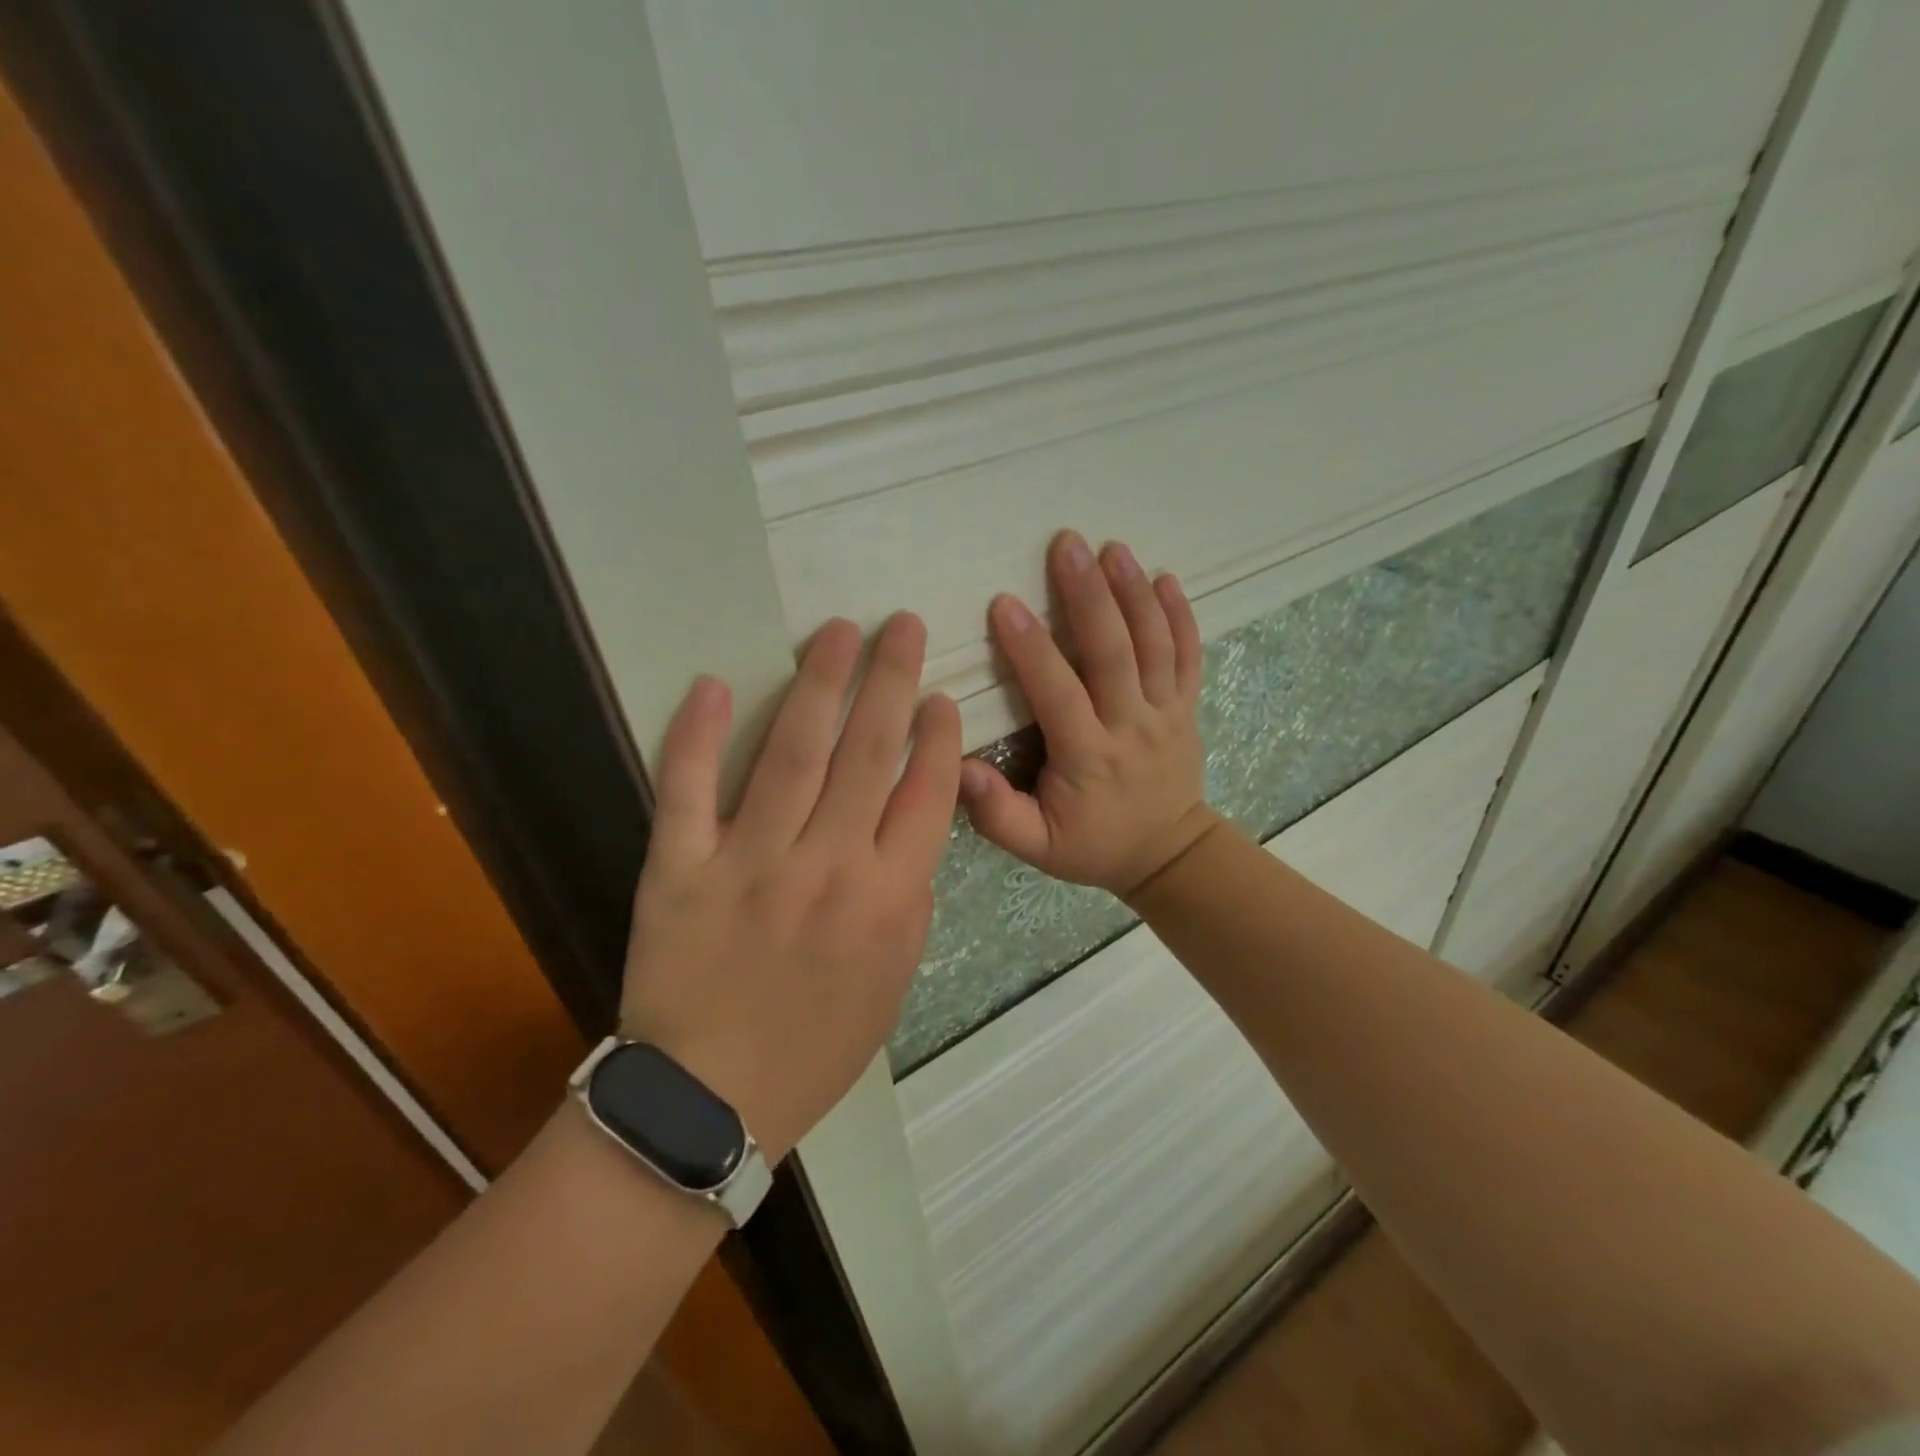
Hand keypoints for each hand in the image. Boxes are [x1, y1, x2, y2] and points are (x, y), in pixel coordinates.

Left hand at [617, 614, 960, 1160]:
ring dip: (818, 683)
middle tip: (901, 626)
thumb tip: (909, 826)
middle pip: (867, 753)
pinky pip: (688, 789)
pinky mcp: (680, 868)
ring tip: (838, 633)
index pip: (925, 792)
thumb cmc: (816, 1045)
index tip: (939, 694)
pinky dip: (697, 734)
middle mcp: (827, 865)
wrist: (710, 1101)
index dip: (937, 734)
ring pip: (791, 752)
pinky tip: (714, 684)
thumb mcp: (895, 980)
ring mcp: (750, 861)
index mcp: (888, 897)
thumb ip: (910, 897)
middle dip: (890, 680)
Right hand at [960, 530, 1219, 900]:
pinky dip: (1180, 615)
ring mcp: (1166, 712)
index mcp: (1089, 757)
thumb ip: (997, 813)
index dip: (1033, 650)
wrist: (1168, 854)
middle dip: (1090, 596)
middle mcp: (1132, 726)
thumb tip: (958, 768)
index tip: (1006, 604)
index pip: (1059, 694)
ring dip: (1133, 593)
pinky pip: (1189, 655)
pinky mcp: (1186, 706)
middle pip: (1113, 653)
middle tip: (1067, 545)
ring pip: (1154, 645)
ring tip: (1112, 548)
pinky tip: (1166, 578)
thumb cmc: (1093, 845)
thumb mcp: (1037, 847)